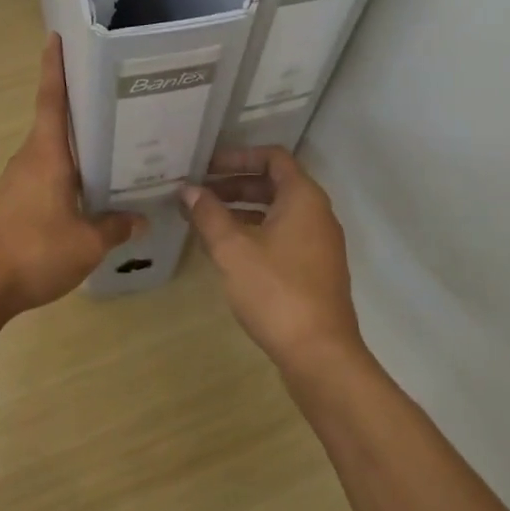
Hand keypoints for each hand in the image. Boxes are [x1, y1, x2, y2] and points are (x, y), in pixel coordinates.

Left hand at [0, 35, 145, 314]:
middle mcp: (30, 158)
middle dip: (79, 103)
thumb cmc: (33, 252)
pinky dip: (68, 170)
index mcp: (47, 154)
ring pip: (52, 150)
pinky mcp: (14, 201)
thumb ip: (115, 227)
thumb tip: (141, 220)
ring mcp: (18, 180)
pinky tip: (89, 187)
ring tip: (113, 141)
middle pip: (54, 120)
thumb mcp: (87, 243)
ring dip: (76, 142)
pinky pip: (47, 173)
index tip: (55, 37)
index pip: (51, 99)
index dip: (54, 67)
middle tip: (114, 93)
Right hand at [181, 147, 364, 374]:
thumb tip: (189, 190)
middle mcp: (317, 213)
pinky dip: (255, 232)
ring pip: (277, 212)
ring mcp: (319, 243)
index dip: (239, 156)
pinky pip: (282, 235)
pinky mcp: (315, 270)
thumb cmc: (275, 291)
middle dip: (234, 185)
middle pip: (274, 184)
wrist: (320, 354)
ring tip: (204, 219)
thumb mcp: (233, 249)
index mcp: (303, 197)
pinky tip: (226, 250)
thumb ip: (209, 214)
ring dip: (241, 210)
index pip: (273, 157)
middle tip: (198, 193)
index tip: (207, 166)